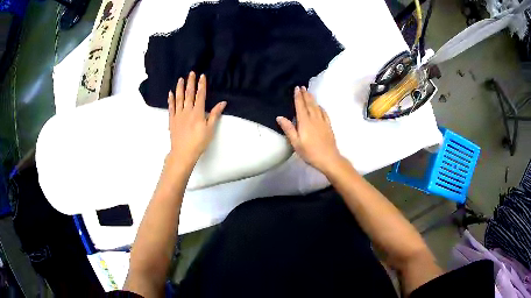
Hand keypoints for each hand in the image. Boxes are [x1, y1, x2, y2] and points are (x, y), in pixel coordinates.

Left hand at [167, 72, 225, 169]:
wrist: (183, 152)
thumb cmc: (198, 142)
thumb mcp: (210, 129)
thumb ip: (215, 115)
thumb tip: (222, 103)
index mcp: (197, 112)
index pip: (200, 95)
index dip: (201, 85)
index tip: (202, 76)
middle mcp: (187, 110)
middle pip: (189, 94)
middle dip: (190, 82)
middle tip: (191, 73)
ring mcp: (178, 114)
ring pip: (179, 98)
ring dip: (179, 88)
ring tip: (180, 79)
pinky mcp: (172, 120)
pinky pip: (171, 107)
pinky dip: (171, 99)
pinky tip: (170, 93)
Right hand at [276, 86, 343, 174]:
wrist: (329, 158)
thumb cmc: (310, 152)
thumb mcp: (296, 143)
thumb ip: (288, 129)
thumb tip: (279, 117)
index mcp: (305, 122)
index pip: (300, 106)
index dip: (298, 97)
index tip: (297, 88)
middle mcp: (314, 119)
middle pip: (309, 104)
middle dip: (305, 95)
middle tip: (303, 87)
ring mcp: (323, 122)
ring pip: (317, 107)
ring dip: (312, 99)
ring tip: (309, 92)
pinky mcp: (328, 126)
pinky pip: (324, 113)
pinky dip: (321, 107)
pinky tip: (319, 106)